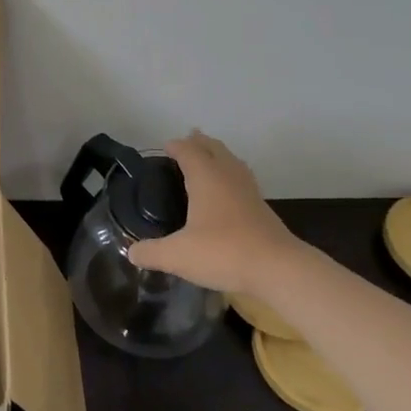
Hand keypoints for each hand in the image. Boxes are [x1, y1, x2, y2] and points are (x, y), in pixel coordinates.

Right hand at [125, 131, 298, 291]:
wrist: (279, 269)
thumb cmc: (224, 252)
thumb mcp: (179, 255)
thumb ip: (152, 253)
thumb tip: (131, 253)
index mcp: (206, 176)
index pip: (188, 150)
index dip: (176, 146)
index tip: (165, 147)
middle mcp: (228, 176)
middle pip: (214, 148)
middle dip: (199, 143)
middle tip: (187, 141)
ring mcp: (249, 190)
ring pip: (232, 161)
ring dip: (218, 155)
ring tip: (209, 158)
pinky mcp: (262, 207)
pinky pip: (242, 179)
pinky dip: (231, 175)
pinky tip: (229, 191)